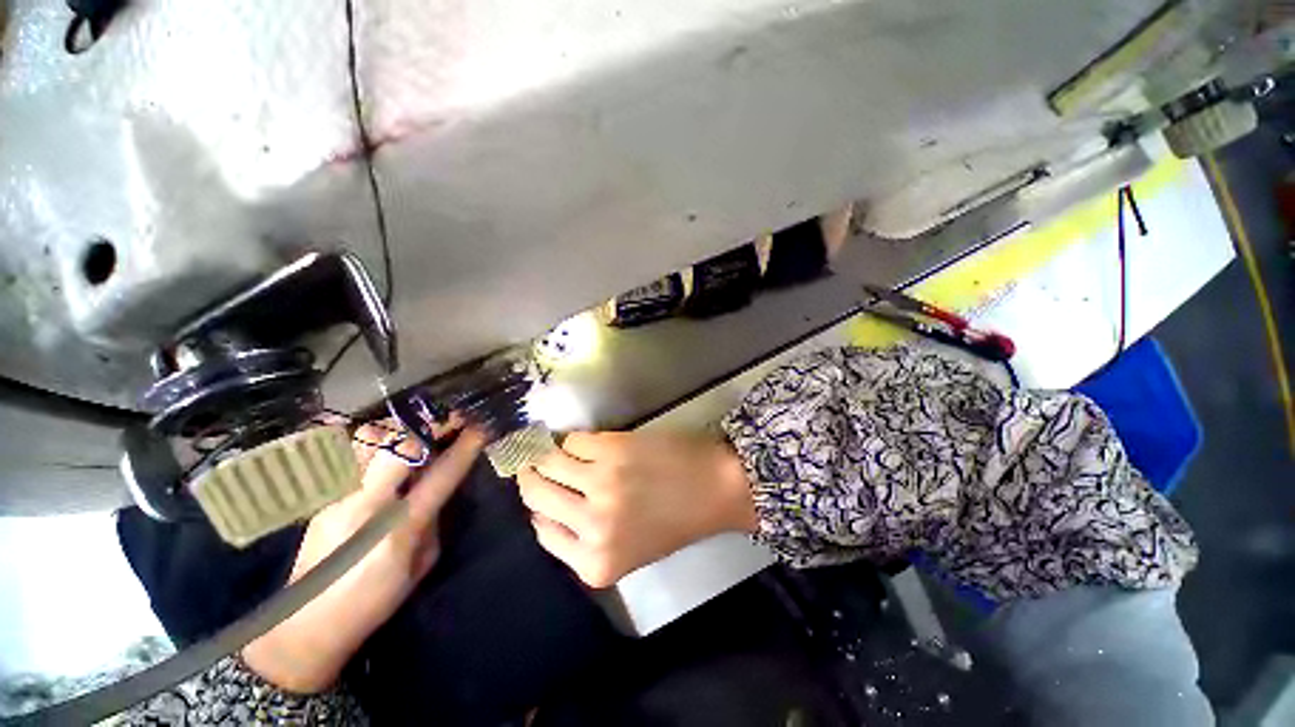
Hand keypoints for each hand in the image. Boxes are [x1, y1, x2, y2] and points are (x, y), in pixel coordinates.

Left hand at [242, 420, 485, 692]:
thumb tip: (439, 487)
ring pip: (369, 441)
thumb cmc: (374, 600)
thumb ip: (433, 520)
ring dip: (399, 430)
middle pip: (399, 446)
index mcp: (400, 527)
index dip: (465, 447)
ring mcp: (339, 496)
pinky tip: (384, 448)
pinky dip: (374, 442)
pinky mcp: (323, 495)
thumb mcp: (421, 564)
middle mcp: (367, 504)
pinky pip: (350, 453)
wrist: (307, 623)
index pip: (441, 475)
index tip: (480, 427)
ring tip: (415, 431)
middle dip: (429, 427)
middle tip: (448, 421)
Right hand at [516, 431, 756, 587]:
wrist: (714, 488)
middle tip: (533, 465)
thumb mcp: (627, 551)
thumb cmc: (675, 521)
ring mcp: (599, 484)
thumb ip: (584, 540)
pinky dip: (574, 440)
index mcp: (593, 563)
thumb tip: (547, 509)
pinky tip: (586, 444)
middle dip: (532, 477)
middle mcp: (590, 525)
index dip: (538, 509)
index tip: (539, 492)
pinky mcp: (611, 450)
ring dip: (547, 454)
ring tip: (554, 450)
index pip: (542, 531)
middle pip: (536, 495)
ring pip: (548, 462)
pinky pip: (573, 440)